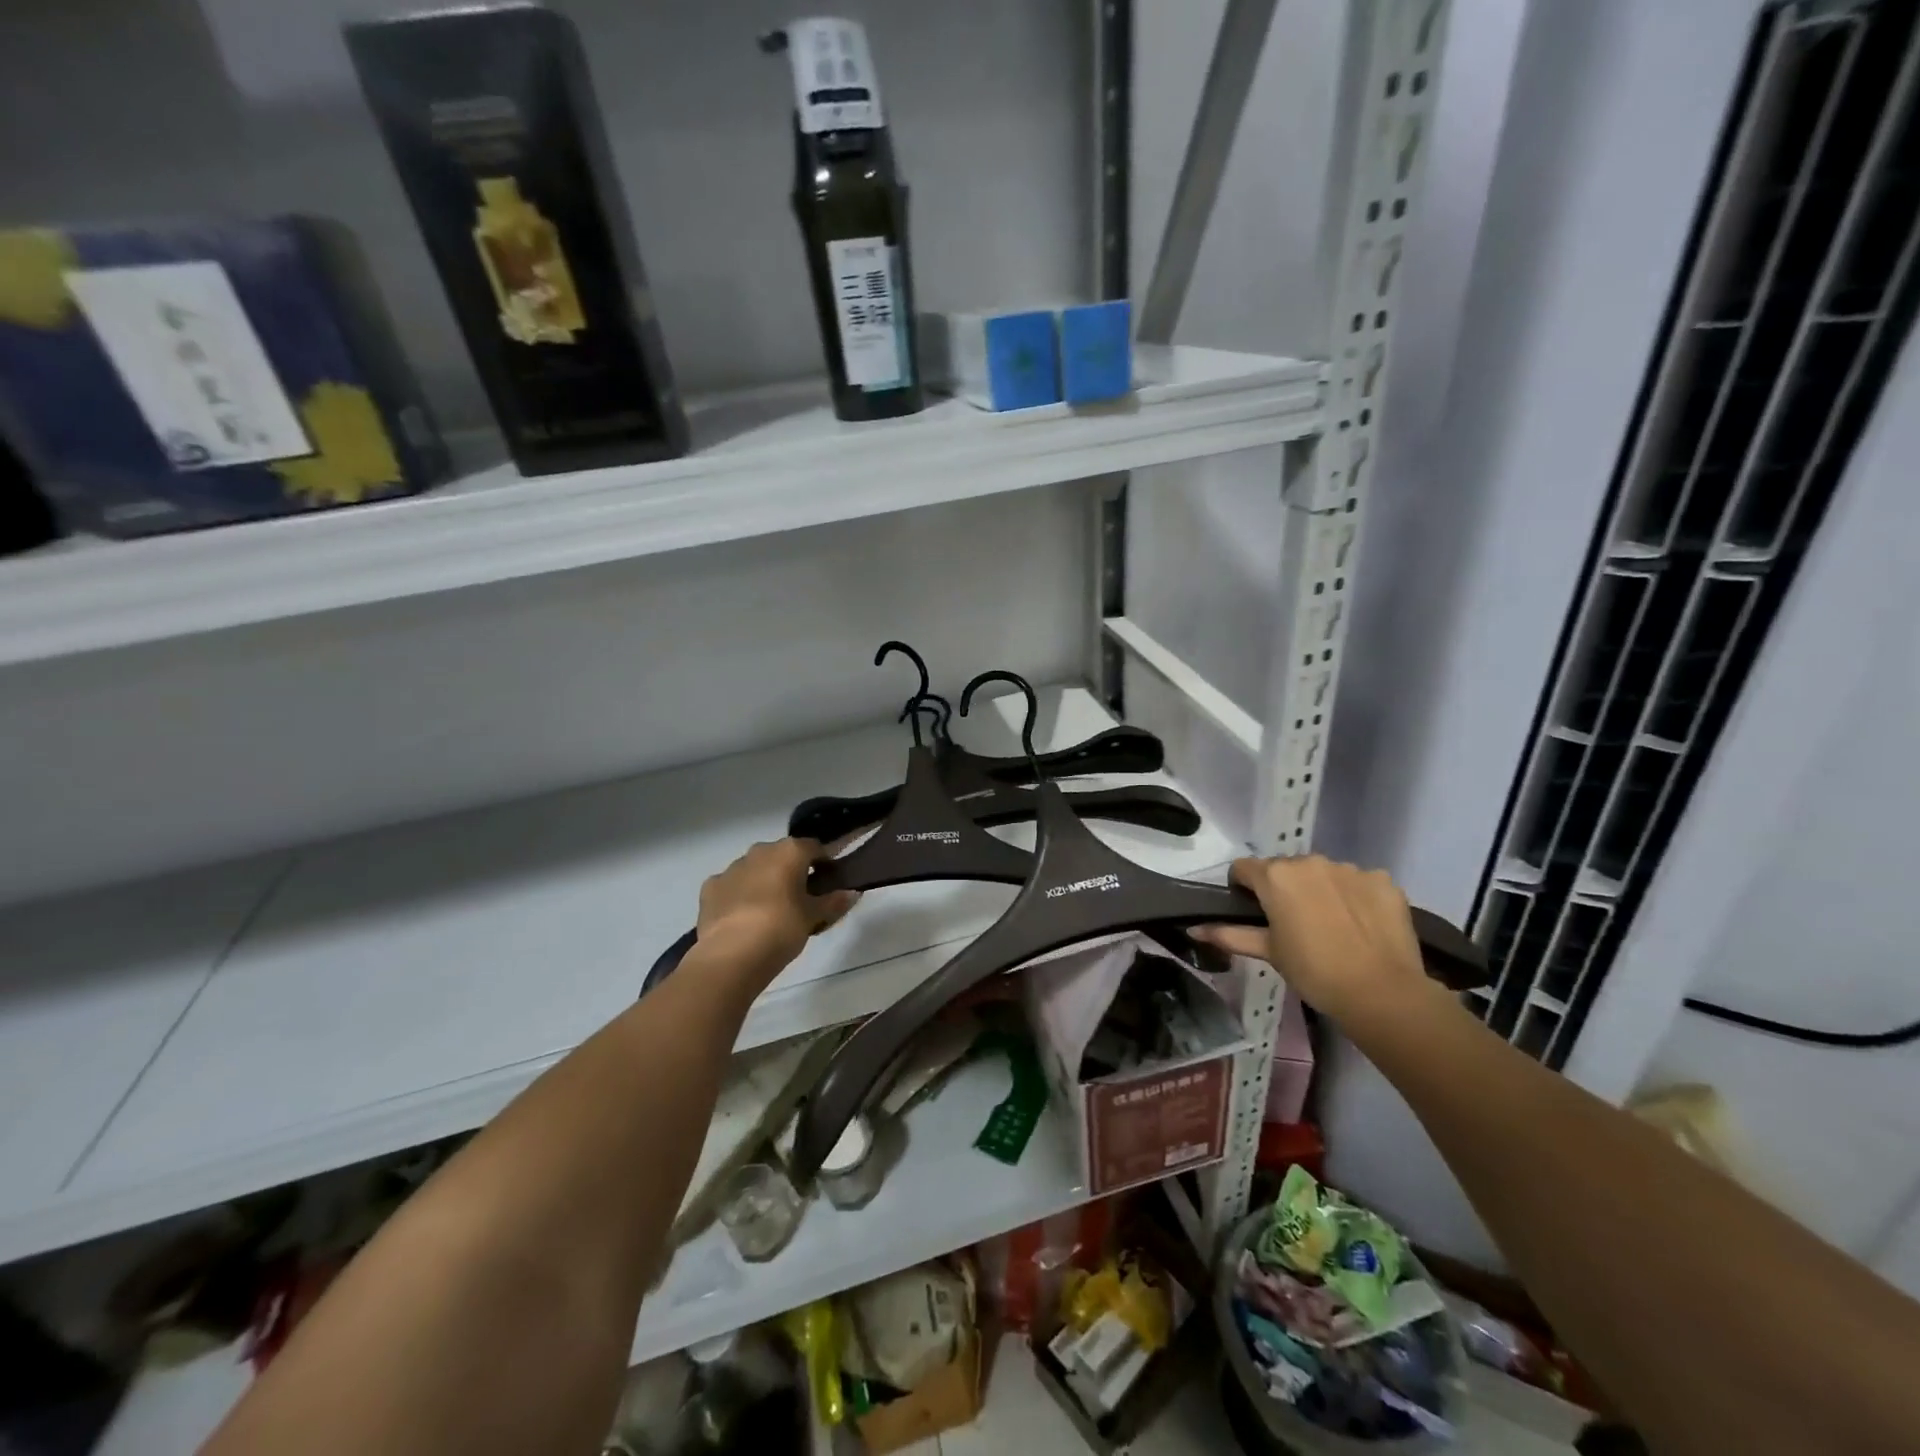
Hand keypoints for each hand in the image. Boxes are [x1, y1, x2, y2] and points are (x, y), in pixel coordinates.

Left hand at [696, 838, 858, 983]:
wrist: (732, 954)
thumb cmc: (782, 928)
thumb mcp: (814, 917)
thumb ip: (834, 902)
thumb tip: (853, 893)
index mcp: (789, 851)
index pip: (814, 847)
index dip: (824, 863)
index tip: (828, 881)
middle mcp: (760, 851)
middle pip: (782, 855)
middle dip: (791, 871)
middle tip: (800, 898)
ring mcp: (731, 868)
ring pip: (754, 868)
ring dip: (764, 881)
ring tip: (771, 911)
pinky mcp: (710, 888)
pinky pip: (731, 886)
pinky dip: (739, 895)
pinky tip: (743, 917)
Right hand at [1192, 855, 1431, 1024]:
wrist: (1382, 993)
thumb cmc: (1314, 972)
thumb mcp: (1269, 953)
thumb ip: (1229, 935)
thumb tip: (1193, 929)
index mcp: (1276, 876)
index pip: (1244, 868)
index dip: (1244, 888)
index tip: (1254, 912)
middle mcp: (1310, 862)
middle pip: (1286, 868)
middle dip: (1285, 888)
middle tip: (1293, 924)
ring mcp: (1350, 868)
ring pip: (1323, 873)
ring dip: (1320, 890)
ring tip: (1331, 925)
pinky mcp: (1383, 880)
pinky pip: (1359, 882)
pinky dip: (1355, 897)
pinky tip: (1361, 924)